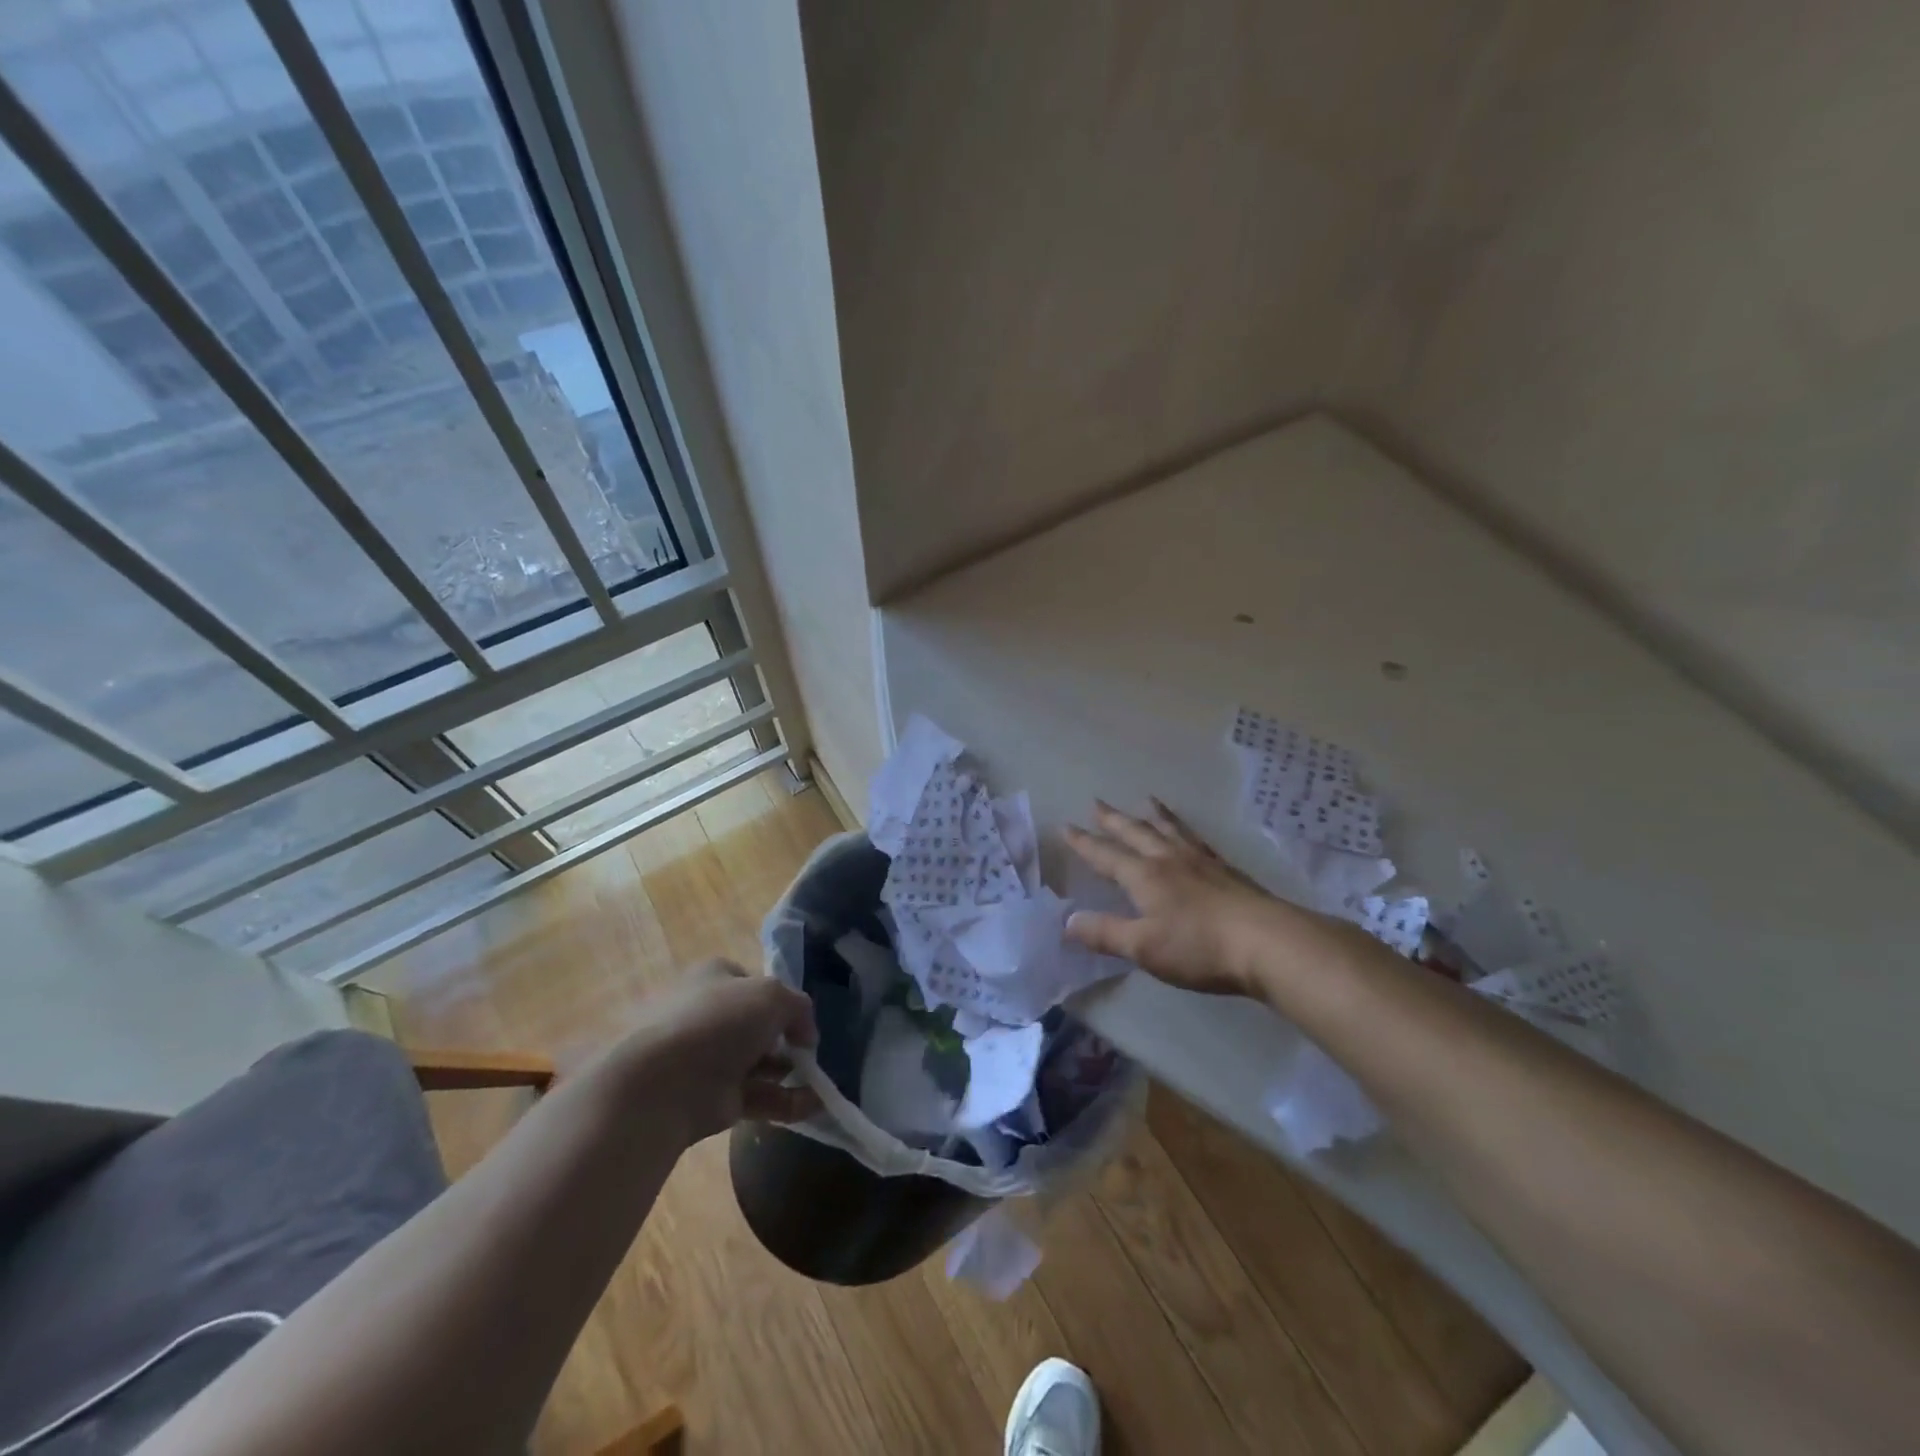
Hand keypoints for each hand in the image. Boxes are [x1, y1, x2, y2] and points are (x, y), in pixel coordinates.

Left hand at [613, 960, 820, 1144]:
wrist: (664, 1084)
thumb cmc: (718, 1022)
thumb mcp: (773, 996)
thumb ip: (799, 1008)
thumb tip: (806, 1035)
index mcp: (713, 978)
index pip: (753, 982)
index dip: (780, 998)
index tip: (800, 1017)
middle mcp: (709, 1015)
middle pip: (758, 1025)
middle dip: (786, 1038)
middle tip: (808, 1051)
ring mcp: (709, 1059)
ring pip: (759, 1063)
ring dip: (791, 1073)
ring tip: (819, 1082)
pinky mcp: (713, 1099)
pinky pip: (757, 1097)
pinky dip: (785, 1102)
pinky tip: (812, 1106)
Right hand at [1064, 798, 1331, 996]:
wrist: (1268, 942)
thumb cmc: (1198, 946)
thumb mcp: (1143, 947)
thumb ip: (1104, 932)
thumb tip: (1067, 920)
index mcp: (1144, 876)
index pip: (1106, 855)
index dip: (1084, 843)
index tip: (1066, 826)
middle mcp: (1169, 860)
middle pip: (1136, 832)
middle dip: (1113, 820)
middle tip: (1097, 802)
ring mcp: (1202, 862)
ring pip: (1170, 830)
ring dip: (1153, 815)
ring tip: (1146, 800)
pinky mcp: (1228, 871)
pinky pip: (1197, 839)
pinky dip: (1185, 829)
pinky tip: (1189, 835)